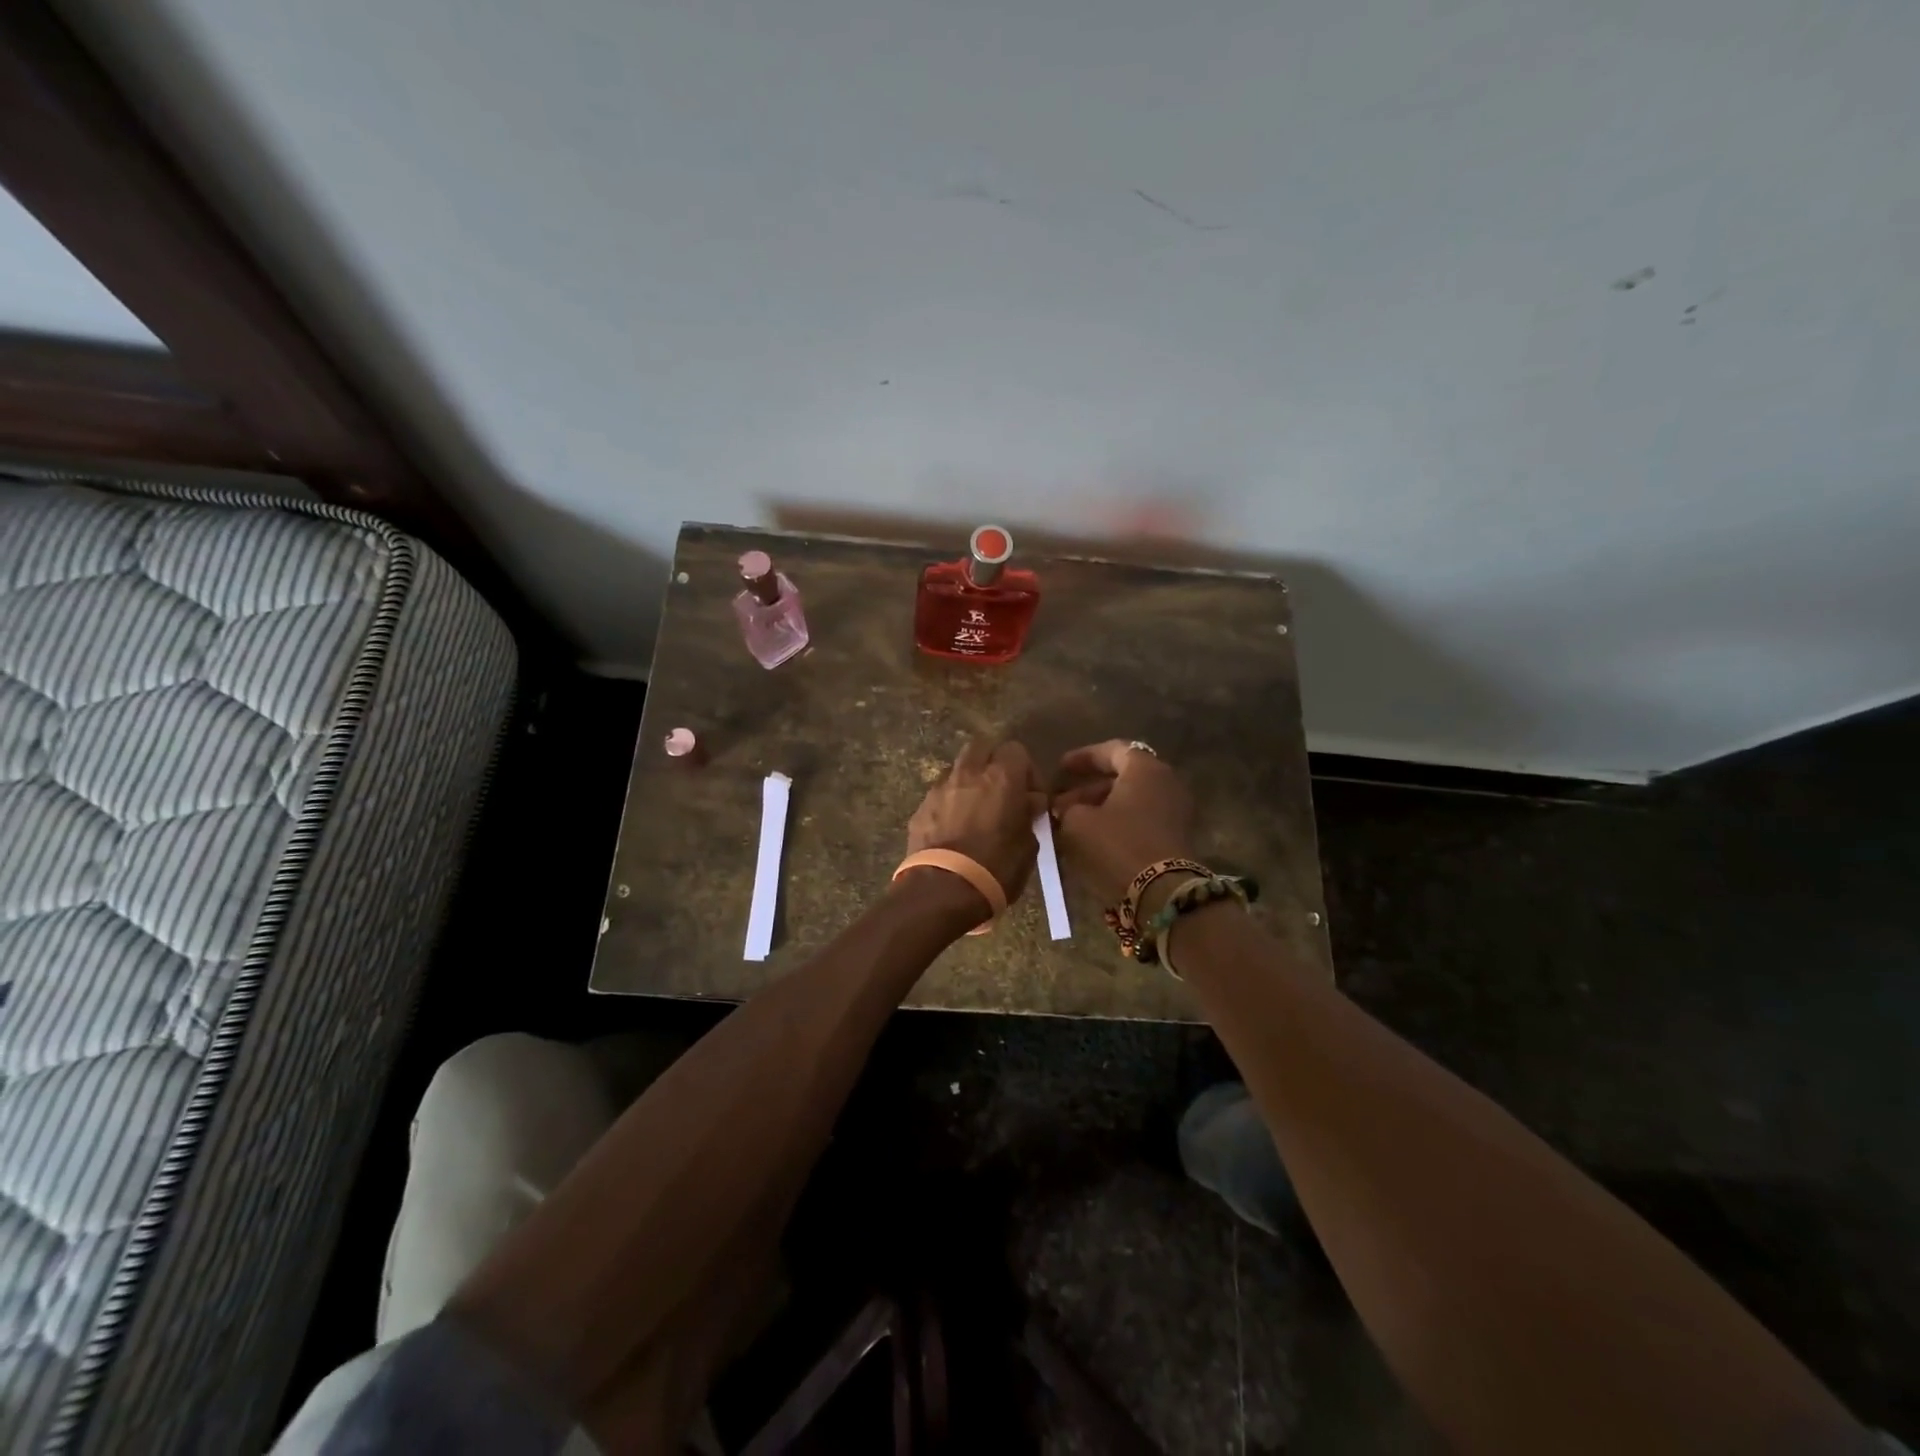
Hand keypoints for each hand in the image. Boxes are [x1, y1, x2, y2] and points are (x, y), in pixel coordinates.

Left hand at [906, 738, 1047, 905]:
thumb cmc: (996, 868)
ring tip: (976, 810)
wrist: (943, 890)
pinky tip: (954, 828)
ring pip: (957, 768)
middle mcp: (968, 773)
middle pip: (981, 747)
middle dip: (992, 762)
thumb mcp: (1028, 845)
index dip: (1026, 770)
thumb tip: (1029, 803)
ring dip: (969, 781)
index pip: (1016, 750)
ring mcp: (939, 788)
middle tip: (1002, 791)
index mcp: (1001, 777)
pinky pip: (939, 794)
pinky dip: (950, 802)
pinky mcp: (919, 808)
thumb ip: (1028, 815)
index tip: (1030, 796)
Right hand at [1051, 740, 1195, 901]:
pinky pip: (1141, 819)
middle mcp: (1165, 782)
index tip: (1060, 768)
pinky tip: (1091, 839)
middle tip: (1060, 803)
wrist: (1161, 893)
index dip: (1083, 757)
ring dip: (1100, 808)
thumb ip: (1066, 808)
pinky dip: (1116, 823)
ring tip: (1070, 824)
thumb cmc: (1116, 845)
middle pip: (1122, 777)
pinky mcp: (1175, 836)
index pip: (1112, 750)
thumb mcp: (1077, 823)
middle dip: (1088, 789)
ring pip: (1130, 801)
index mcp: (1144, 769)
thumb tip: (1064, 807)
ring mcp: (1174, 810)